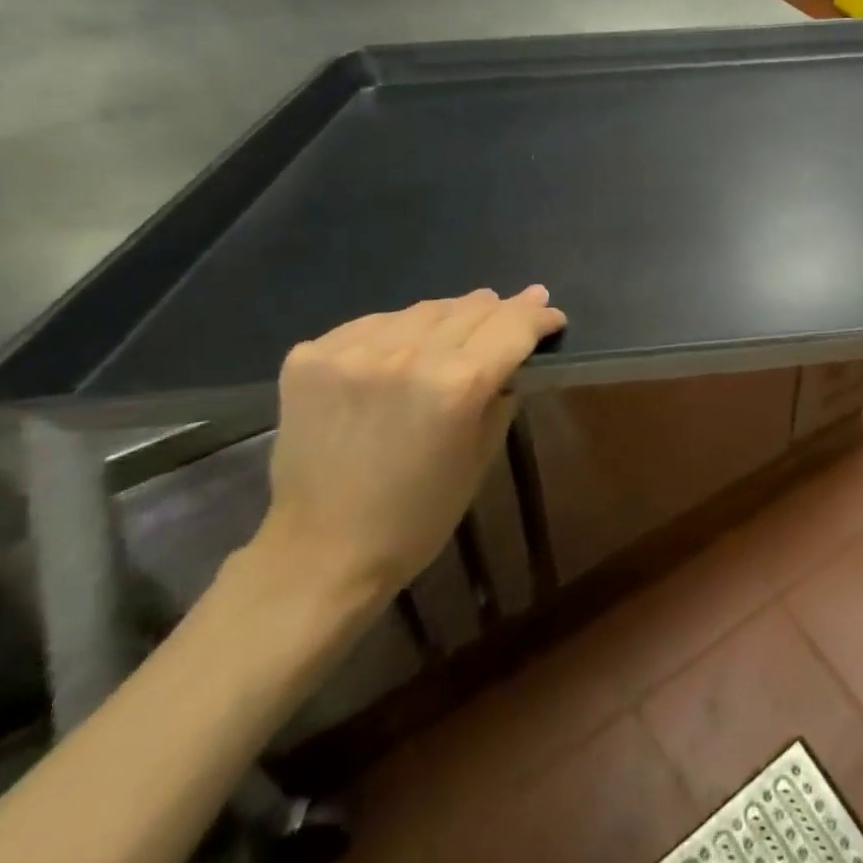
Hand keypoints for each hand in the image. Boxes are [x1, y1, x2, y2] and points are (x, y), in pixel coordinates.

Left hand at [254, 286, 565, 605]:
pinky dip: (397, 331)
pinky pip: (371, 325)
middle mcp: (408, 354)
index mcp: (458, 383)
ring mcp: (353, 352)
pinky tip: (403, 347)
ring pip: (422, 310)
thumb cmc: (418, 515)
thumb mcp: (482, 455)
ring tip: (463, 323)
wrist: (319, 553)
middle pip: (471, 309)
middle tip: (517, 309)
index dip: (540, 317)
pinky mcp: (310, 357)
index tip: (552, 316)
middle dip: (501, 309)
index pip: (513, 326)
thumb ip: (501, 394)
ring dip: (451, 316)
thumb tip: (513, 357)